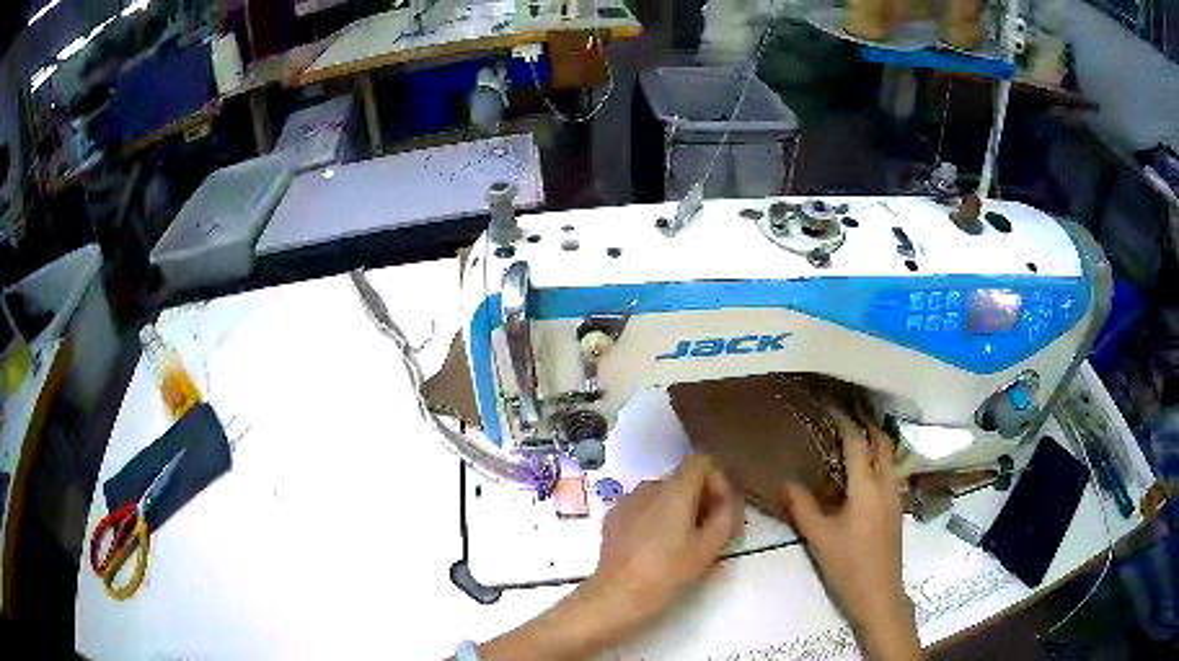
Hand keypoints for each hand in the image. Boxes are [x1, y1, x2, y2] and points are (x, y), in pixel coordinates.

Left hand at [475, 455, 742, 660]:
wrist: (618, 594)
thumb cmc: (668, 571)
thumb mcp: (709, 547)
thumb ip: (725, 516)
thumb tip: (727, 500)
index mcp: (674, 489)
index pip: (700, 461)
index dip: (716, 479)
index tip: (721, 507)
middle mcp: (648, 487)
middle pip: (682, 480)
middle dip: (700, 499)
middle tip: (709, 531)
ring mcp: (626, 501)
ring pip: (661, 495)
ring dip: (678, 510)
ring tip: (683, 543)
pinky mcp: (612, 517)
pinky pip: (642, 508)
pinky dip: (655, 519)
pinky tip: (656, 547)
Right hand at [780, 419, 921, 659]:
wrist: (879, 593)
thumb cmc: (848, 566)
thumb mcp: (820, 539)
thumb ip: (803, 508)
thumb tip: (786, 482)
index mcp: (866, 488)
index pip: (857, 444)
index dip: (844, 421)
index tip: (830, 406)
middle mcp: (886, 485)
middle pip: (882, 443)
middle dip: (867, 423)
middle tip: (847, 412)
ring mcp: (895, 497)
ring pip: (890, 457)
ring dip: (876, 440)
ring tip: (856, 435)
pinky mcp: (896, 509)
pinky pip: (890, 472)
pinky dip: (879, 459)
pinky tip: (865, 471)